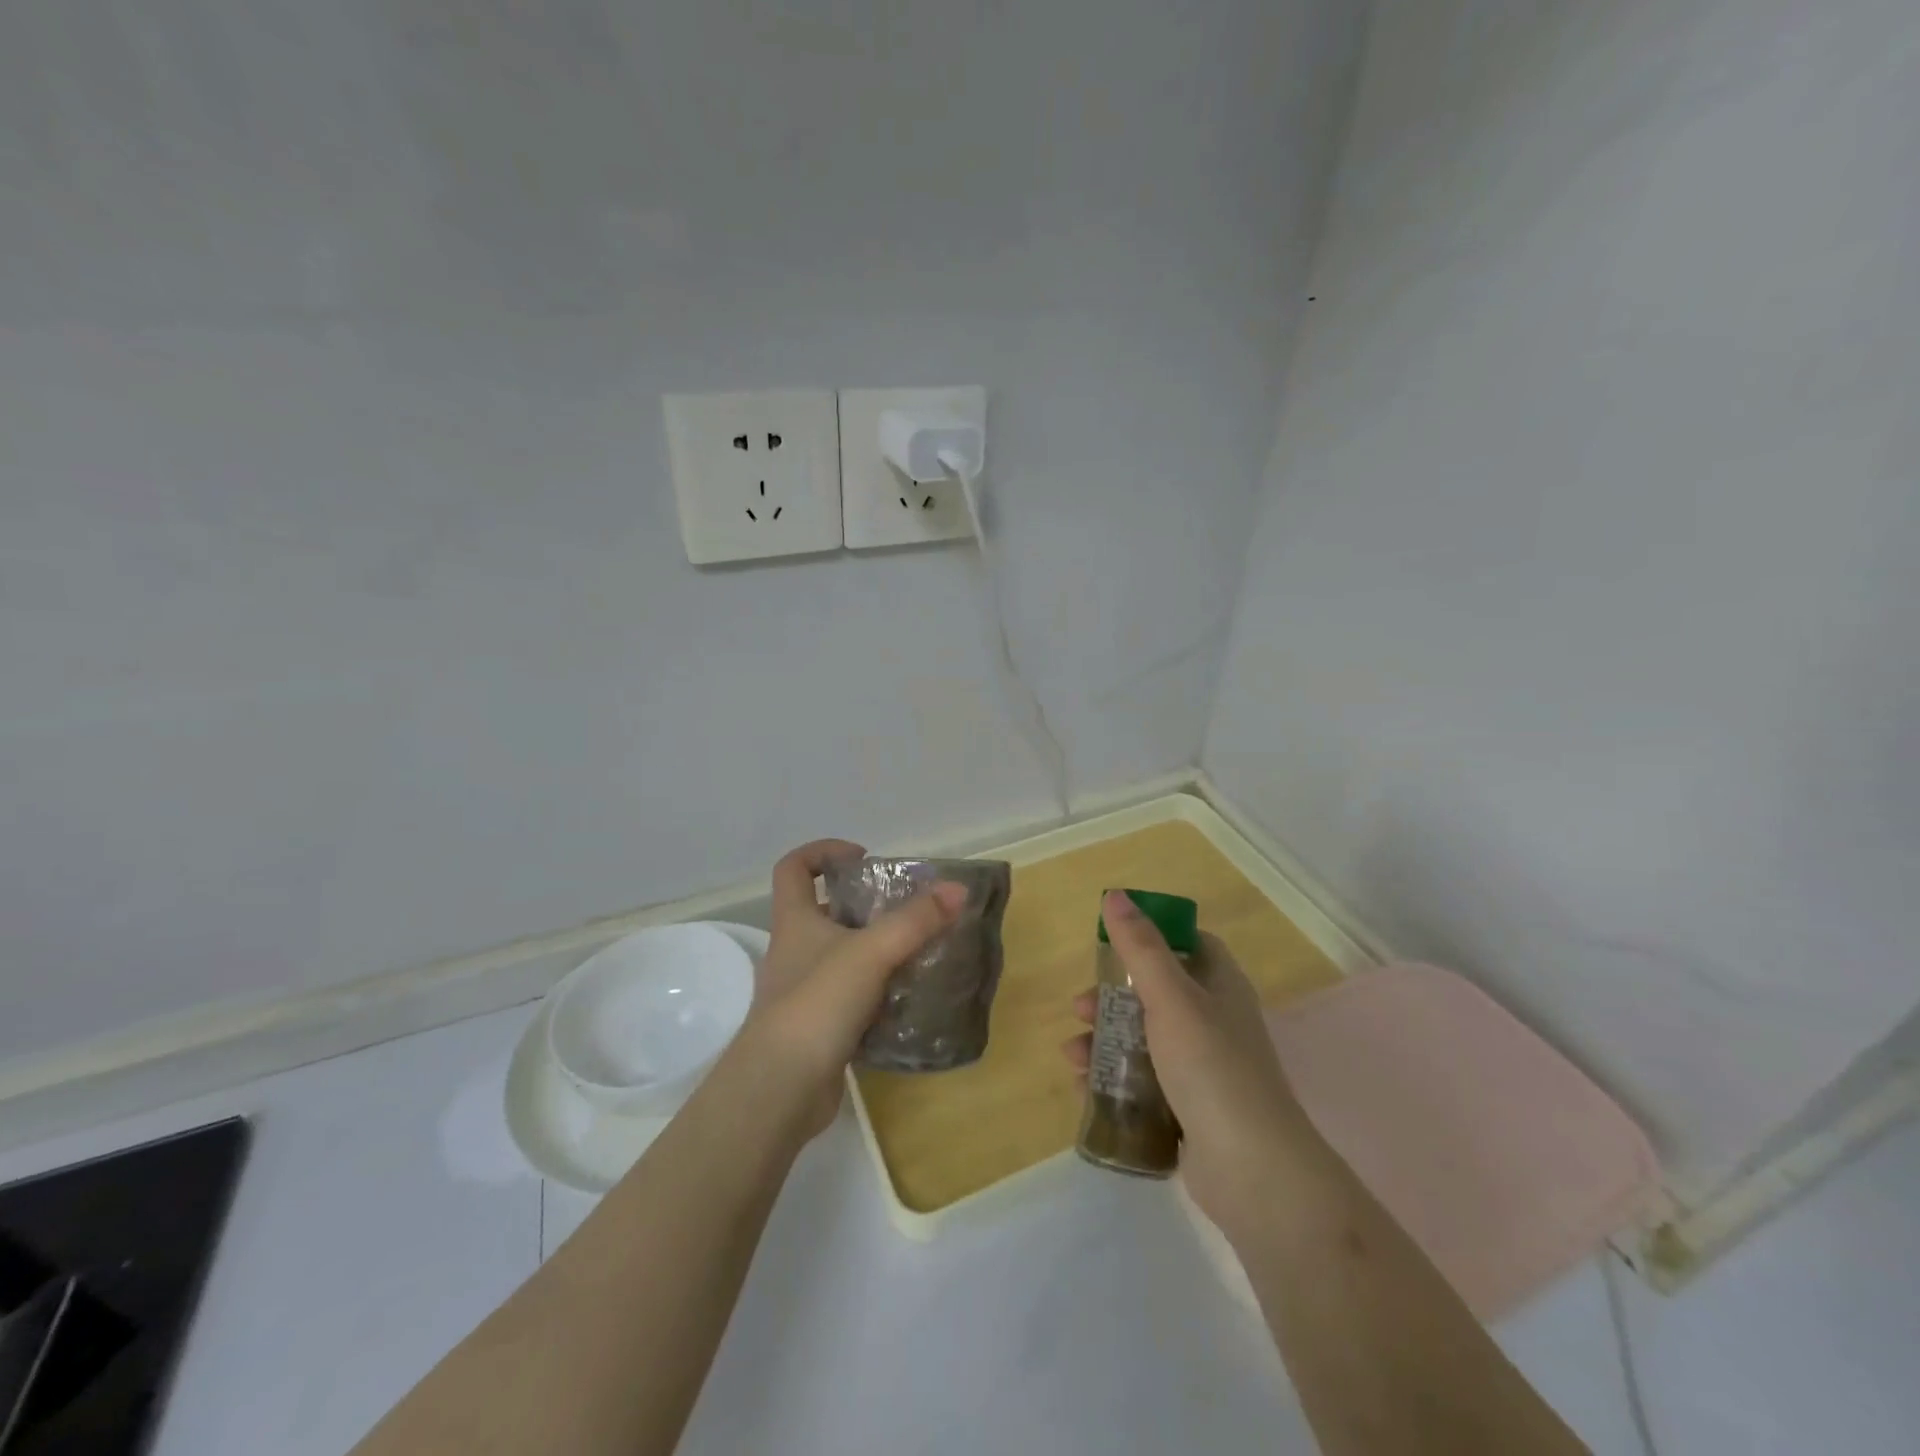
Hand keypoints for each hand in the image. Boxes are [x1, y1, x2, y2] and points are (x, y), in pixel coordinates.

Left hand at [734, 839, 967, 1139]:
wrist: (780, 1090)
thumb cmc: (817, 1005)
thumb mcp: (871, 953)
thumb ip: (915, 921)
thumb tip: (957, 889)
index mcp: (795, 922)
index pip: (794, 868)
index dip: (823, 852)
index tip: (863, 859)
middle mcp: (793, 951)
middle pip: (823, 912)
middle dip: (863, 906)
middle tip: (905, 910)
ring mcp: (802, 993)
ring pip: (840, 958)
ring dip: (874, 951)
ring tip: (916, 952)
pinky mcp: (816, 1029)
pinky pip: (849, 998)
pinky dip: (876, 993)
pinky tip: (907, 1000)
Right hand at [1064, 890, 1323, 1243]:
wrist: (1253, 1171)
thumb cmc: (1211, 1066)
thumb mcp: (1171, 997)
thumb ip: (1140, 947)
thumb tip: (1116, 895)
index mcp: (1221, 986)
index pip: (1191, 945)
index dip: (1153, 938)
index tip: (1112, 944)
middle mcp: (1216, 1022)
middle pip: (1157, 994)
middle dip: (1112, 999)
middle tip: (1080, 1008)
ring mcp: (1204, 1069)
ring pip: (1145, 1041)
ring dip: (1105, 1041)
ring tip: (1072, 1055)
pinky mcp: (1191, 1110)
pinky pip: (1145, 1083)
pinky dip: (1114, 1080)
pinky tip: (1084, 1087)